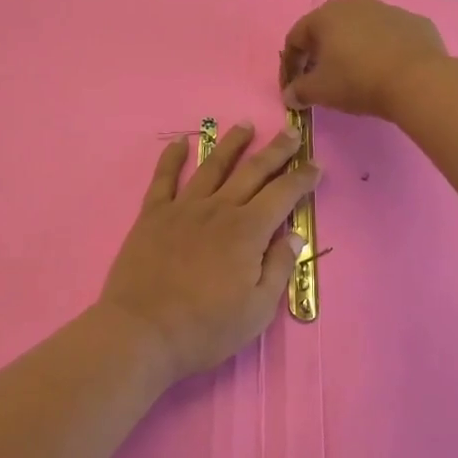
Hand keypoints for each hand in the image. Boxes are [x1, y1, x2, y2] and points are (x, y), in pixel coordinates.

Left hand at [97, 123, 320, 383]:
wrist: (142, 332)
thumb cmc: (205, 329)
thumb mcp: (257, 310)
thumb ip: (279, 268)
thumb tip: (295, 235)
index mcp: (247, 231)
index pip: (283, 195)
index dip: (302, 178)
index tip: (316, 165)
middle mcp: (219, 209)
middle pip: (253, 171)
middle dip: (276, 151)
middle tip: (291, 131)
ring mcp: (183, 208)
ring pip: (212, 166)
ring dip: (231, 144)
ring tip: (245, 125)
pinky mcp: (153, 214)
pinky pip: (163, 178)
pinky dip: (172, 157)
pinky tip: (181, 142)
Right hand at [280, 0, 447, 117]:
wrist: (418, 81)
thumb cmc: (359, 80)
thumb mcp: (320, 91)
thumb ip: (299, 91)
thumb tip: (290, 95)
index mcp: (326, 16)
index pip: (296, 38)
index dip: (290, 64)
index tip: (293, 87)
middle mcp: (354, 4)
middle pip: (328, 28)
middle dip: (320, 52)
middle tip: (321, 77)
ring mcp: (387, 10)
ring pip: (360, 28)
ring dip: (353, 48)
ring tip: (356, 73)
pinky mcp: (414, 22)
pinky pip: (390, 35)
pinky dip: (383, 49)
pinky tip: (387, 70)